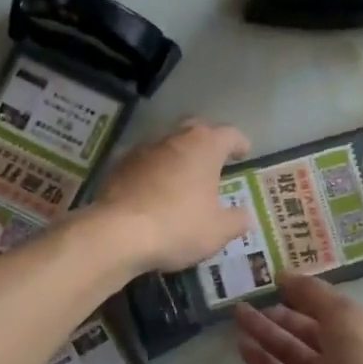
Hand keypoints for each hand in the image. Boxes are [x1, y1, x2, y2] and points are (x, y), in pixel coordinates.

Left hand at [95, 120, 251, 273]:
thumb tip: (245, 215)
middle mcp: (173, 139)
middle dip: (206, 142)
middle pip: (195, 130)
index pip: (229, 134)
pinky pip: (142, 163)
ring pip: (166, 145)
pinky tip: (153, 192)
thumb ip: (237, 220)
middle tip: (212, 160)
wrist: (117, 233)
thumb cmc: (178, 226)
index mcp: (204, 147)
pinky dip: (152, 172)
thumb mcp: (218, 231)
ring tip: (182, 178)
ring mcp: (142, 150)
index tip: (243, 153)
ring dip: (176, 157)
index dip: (239, 144)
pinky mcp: (118, 166)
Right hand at [235, 275, 362, 363]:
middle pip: (305, 330)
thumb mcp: (346, 316)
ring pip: (290, 355)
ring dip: (266, 336)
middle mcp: (347, 355)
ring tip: (237, 317)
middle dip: (277, 315)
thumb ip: (313, 294)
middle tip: (245, 300)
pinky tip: (242, 347)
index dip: (301, 294)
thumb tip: (285, 274)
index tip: (270, 281)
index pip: (327, 307)